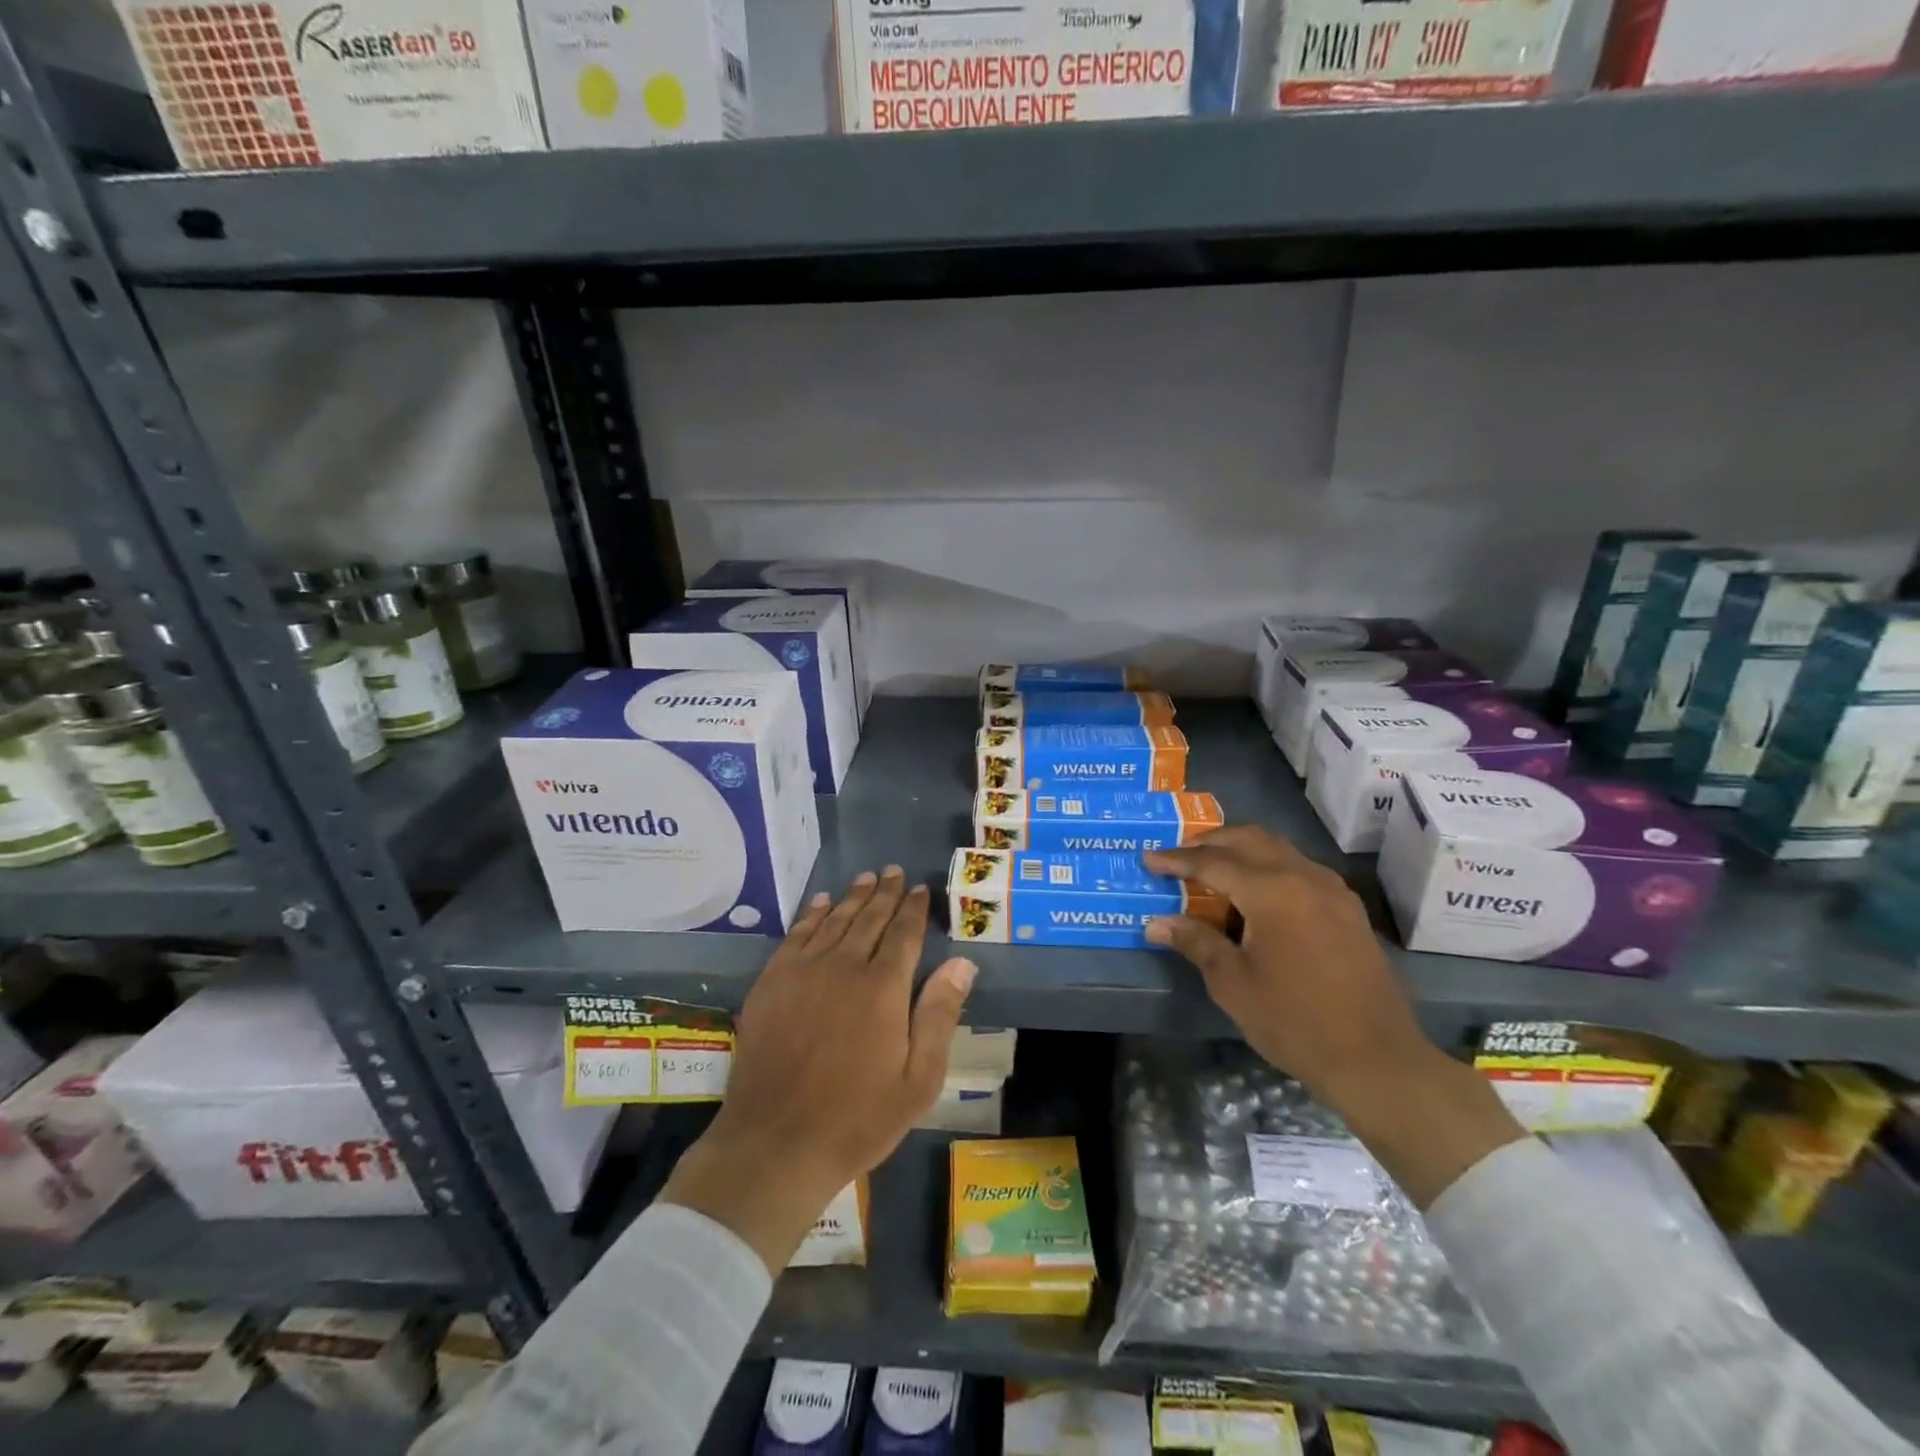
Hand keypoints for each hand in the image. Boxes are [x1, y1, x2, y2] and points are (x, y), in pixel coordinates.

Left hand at [662, 867, 977, 1272]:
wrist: (777, 1143)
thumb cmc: (858, 1117)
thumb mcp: (918, 1079)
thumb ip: (940, 1014)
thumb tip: (962, 962)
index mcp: (883, 987)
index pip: (904, 933)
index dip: (914, 908)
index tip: (921, 888)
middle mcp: (844, 965)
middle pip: (869, 918)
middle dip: (885, 893)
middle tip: (894, 871)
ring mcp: (803, 971)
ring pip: (834, 920)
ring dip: (852, 897)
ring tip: (866, 878)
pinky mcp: (772, 983)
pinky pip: (796, 935)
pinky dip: (812, 914)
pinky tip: (820, 903)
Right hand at [1145, 826, 1523, 1207]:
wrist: (1377, 1059)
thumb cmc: (1295, 1022)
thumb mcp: (1233, 984)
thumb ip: (1196, 942)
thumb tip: (1157, 923)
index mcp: (1273, 891)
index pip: (1213, 862)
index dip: (1177, 860)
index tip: (1148, 858)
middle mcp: (1304, 877)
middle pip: (1249, 840)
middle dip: (1209, 843)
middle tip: (1178, 857)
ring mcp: (1332, 890)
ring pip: (1277, 849)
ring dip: (1241, 850)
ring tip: (1212, 870)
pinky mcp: (1347, 908)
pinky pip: (1299, 868)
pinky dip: (1269, 867)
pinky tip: (1256, 894)